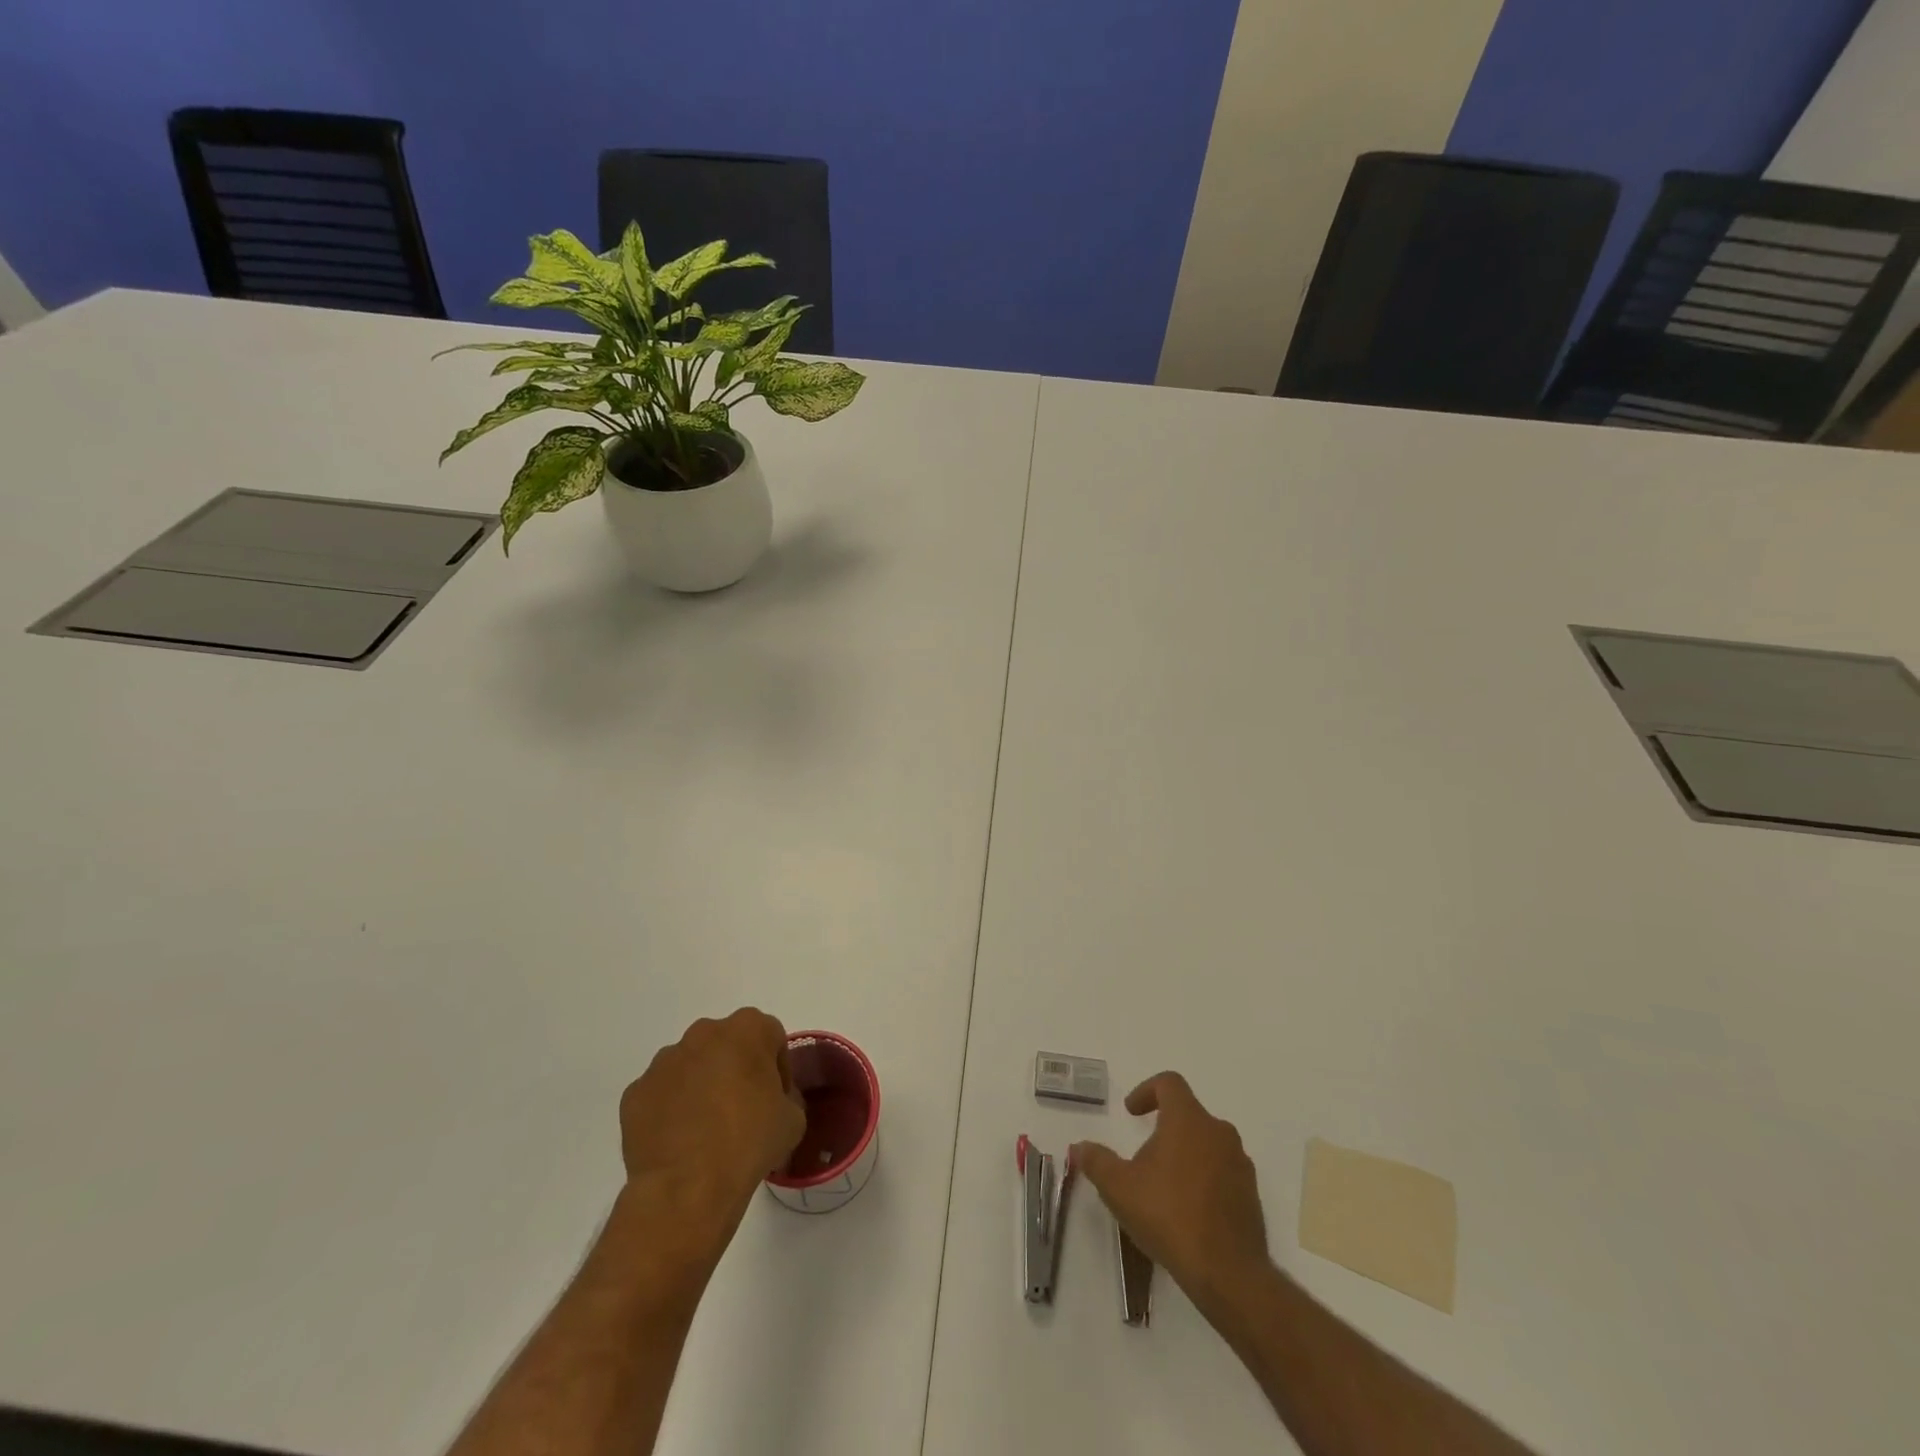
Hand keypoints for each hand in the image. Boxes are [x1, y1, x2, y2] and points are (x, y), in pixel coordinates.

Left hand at [616, 1008, 806, 1275]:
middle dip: (735, 1070)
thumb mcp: (793, 1119)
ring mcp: (665, 1061)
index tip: (775, 1099)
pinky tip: (679, 1142)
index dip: (777, 1068)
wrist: (688, 1188)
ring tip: (706, 1131)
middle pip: (727, 1045)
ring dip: (701, 1086)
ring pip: (691, 1066)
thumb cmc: (749, 1143)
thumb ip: (786, 1096)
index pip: (770, 1037)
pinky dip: (671, 1110)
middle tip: (743, 1111)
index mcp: (748, 1029)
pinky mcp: (636, 1091)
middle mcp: (704, 1033)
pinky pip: (662, 1094)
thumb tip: (769, 1101)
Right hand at [1074, 1072, 1270, 1318]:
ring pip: (1207, 1144)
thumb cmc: (1169, 1216)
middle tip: (1143, 1156)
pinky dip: (1203, 1179)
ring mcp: (1239, 1164)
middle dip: (1164, 1129)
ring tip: (1163, 1186)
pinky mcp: (1251, 1195)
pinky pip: (1222, 1172)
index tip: (1131, 1112)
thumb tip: (1078, 1147)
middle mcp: (1219, 1132)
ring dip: (1184, 1154)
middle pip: (1188, 1114)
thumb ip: (1096, 1161)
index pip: (1170, 1083)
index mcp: (1188, 1120)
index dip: (1146, 1090)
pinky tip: (1187, 1211)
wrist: (1228, 1273)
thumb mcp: (1119, 1188)